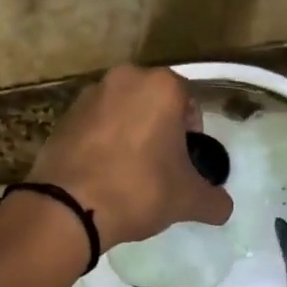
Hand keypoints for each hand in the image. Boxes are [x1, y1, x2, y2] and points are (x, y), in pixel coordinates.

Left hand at [28, 65, 232, 248]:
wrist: (69, 206)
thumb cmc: (139, 189)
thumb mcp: (188, 199)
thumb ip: (214, 200)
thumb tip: (223, 207)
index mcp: (161, 86)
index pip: (189, 103)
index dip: (192, 135)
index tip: (185, 163)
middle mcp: (125, 78)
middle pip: (154, 103)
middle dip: (161, 130)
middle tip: (161, 167)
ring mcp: (90, 94)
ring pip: (123, 111)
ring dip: (131, 133)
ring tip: (130, 172)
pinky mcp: (64, 115)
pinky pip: (96, 125)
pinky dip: (103, 141)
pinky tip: (103, 173)